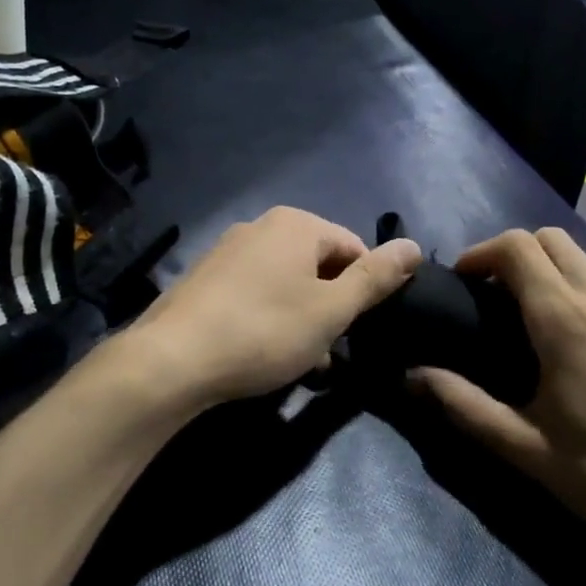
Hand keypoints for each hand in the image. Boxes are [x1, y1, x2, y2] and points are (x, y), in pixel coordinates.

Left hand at [126, 206, 421, 408]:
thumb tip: (413, 245)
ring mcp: (227, 251)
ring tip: (300, 360)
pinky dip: (269, 318)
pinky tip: (264, 353)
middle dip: (331, 307)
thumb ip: (375, 278)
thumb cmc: (264, 331)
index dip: (365, 290)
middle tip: (329, 350)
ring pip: (285, 283)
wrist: (173, 360)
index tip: (359, 330)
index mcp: (295, 224)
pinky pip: (254, 293)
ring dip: (302, 318)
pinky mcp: (205, 279)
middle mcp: (260, 227)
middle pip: (318, 265)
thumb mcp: (331, 310)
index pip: (353, 248)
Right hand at [412, 228, 585, 566]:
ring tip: (539, 312)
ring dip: (554, 268)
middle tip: (492, 297)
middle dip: (512, 255)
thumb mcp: (524, 447)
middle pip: (550, 239)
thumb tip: (411, 375)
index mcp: (564, 319)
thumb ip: (462, 404)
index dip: (481, 253)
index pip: (516, 247)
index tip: (461, 282)